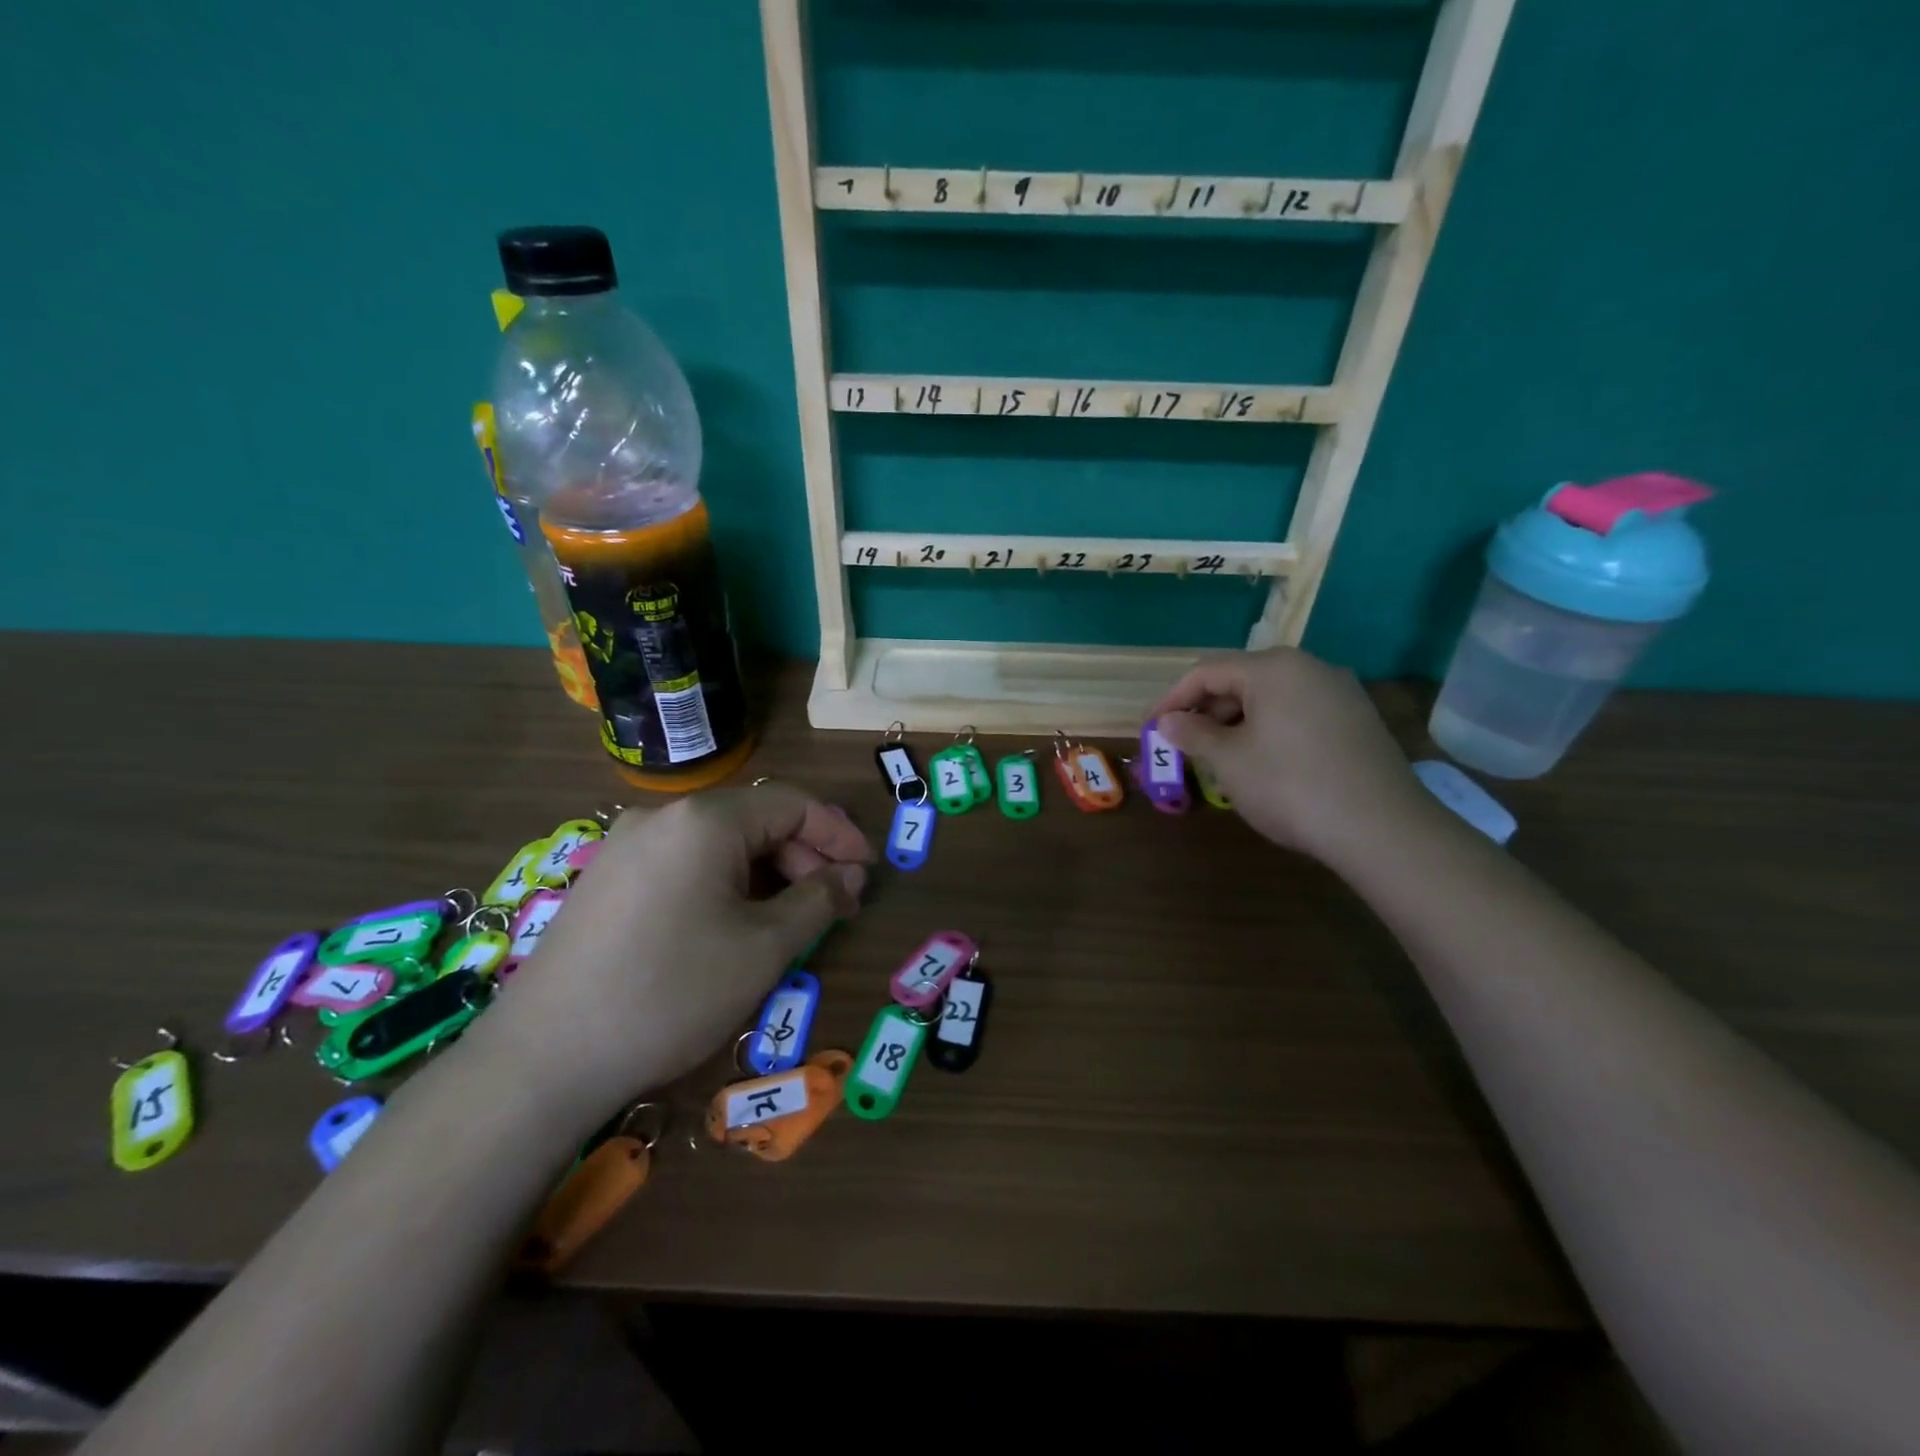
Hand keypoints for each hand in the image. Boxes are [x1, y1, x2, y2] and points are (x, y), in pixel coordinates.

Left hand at [467, 784, 873, 1118]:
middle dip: (802, 858)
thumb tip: (850, 876)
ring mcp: (625, 846)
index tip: (866, 874)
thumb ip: (818, 901)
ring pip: (718, 844)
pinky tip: (731, 926)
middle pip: (754, 820)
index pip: (792, 804)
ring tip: (787, 921)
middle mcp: (661, 817)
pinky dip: (723, 884)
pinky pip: (683, 864)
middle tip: (832, 906)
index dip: (838, 835)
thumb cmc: (671, 993)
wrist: (543, 1059)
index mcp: (704, 820)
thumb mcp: (763, 948)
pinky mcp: (605, 880)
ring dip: (764, 873)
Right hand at [1151, 648, 1434, 867]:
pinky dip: (1268, 730)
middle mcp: (1309, 668)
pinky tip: (1261, 763)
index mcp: (1273, 667)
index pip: (1206, 671)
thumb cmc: (1291, 786)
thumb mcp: (1229, 761)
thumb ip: (1193, 734)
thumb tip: (1168, 722)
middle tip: (1182, 745)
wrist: (1382, 829)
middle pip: (1240, 679)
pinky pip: (1298, 713)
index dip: (1171, 699)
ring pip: (1270, 698)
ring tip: (1217, 758)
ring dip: (1235, 723)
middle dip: (1204, 711)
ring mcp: (1340, 692)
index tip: (1150, 728)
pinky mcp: (1357, 720)